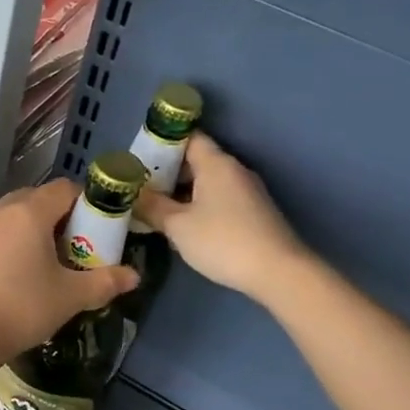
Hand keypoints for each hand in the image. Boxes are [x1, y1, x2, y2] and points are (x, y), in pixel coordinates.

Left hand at [0, 179, 138, 366]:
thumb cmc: (21, 309)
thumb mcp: (69, 298)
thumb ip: (104, 282)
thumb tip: (134, 276)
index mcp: (28, 214)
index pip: (65, 189)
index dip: (86, 203)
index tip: (97, 228)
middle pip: (35, 199)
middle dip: (57, 216)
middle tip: (72, 247)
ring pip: (8, 217)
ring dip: (28, 230)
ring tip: (41, 263)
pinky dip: (3, 246)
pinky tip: (8, 276)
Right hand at [136, 132, 303, 299]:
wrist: (277, 272)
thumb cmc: (222, 241)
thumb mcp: (178, 226)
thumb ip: (152, 207)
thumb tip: (133, 194)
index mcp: (216, 164)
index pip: (189, 138)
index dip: (163, 143)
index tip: (140, 158)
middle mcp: (234, 170)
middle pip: (197, 160)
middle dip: (168, 172)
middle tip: (140, 187)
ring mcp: (247, 192)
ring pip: (208, 182)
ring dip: (183, 192)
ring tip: (156, 207)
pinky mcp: (253, 213)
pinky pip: (219, 199)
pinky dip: (199, 205)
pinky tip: (184, 225)